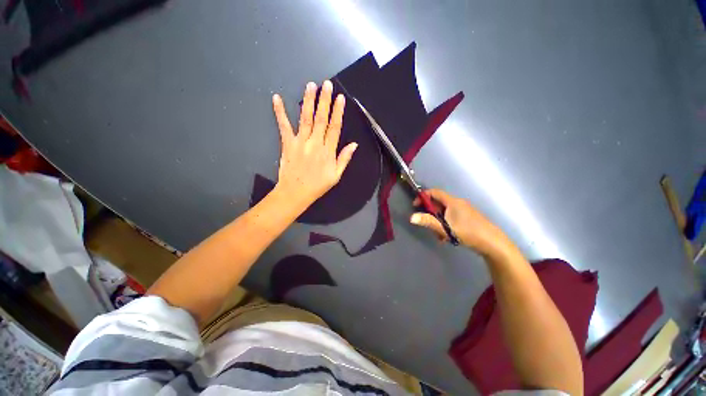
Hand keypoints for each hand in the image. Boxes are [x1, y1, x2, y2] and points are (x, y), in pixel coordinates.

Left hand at [271, 80, 357, 209]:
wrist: (296, 193)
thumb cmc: (318, 185)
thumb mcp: (336, 175)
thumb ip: (344, 158)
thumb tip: (354, 144)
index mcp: (328, 151)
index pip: (334, 128)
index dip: (338, 112)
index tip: (340, 98)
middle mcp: (315, 143)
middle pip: (321, 119)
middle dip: (324, 100)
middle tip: (326, 84)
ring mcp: (300, 142)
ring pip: (306, 118)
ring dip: (308, 101)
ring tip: (310, 85)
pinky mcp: (287, 143)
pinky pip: (284, 126)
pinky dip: (280, 112)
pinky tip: (277, 98)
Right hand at [410, 189, 515, 257]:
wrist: (493, 243)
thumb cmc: (468, 232)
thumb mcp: (445, 228)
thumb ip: (428, 222)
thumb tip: (411, 217)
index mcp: (453, 202)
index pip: (434, 192)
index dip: (423, 196)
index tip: (415, 205)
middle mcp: (458, 203)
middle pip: (439, 204)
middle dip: (431, 214)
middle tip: (428, 225)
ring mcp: (464, 211)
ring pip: (445, 213)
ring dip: (438, 222)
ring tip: (439, 235)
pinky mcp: (468, 218)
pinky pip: (452, 218)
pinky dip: (446, 225)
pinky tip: (448, 237)